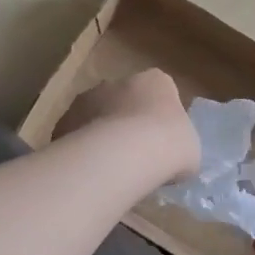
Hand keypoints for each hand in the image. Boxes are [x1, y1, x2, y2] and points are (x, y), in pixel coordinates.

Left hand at [54, 69, 199, 184]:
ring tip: (110, 169)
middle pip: (124, 101)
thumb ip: (179, 147)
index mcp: (156, 81)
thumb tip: (172, 158)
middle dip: (127, 123)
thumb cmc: (169, 146)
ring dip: (102, 136)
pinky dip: (81, 150)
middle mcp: (119, 81)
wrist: (122, 155)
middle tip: (134, 156)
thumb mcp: (190, 150)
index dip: (160, 119)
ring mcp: (87, 98)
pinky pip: (76, 136)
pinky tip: (90, 172)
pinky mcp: (64, 120)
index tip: (162, 143)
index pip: (160, 92)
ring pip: (97, 116)